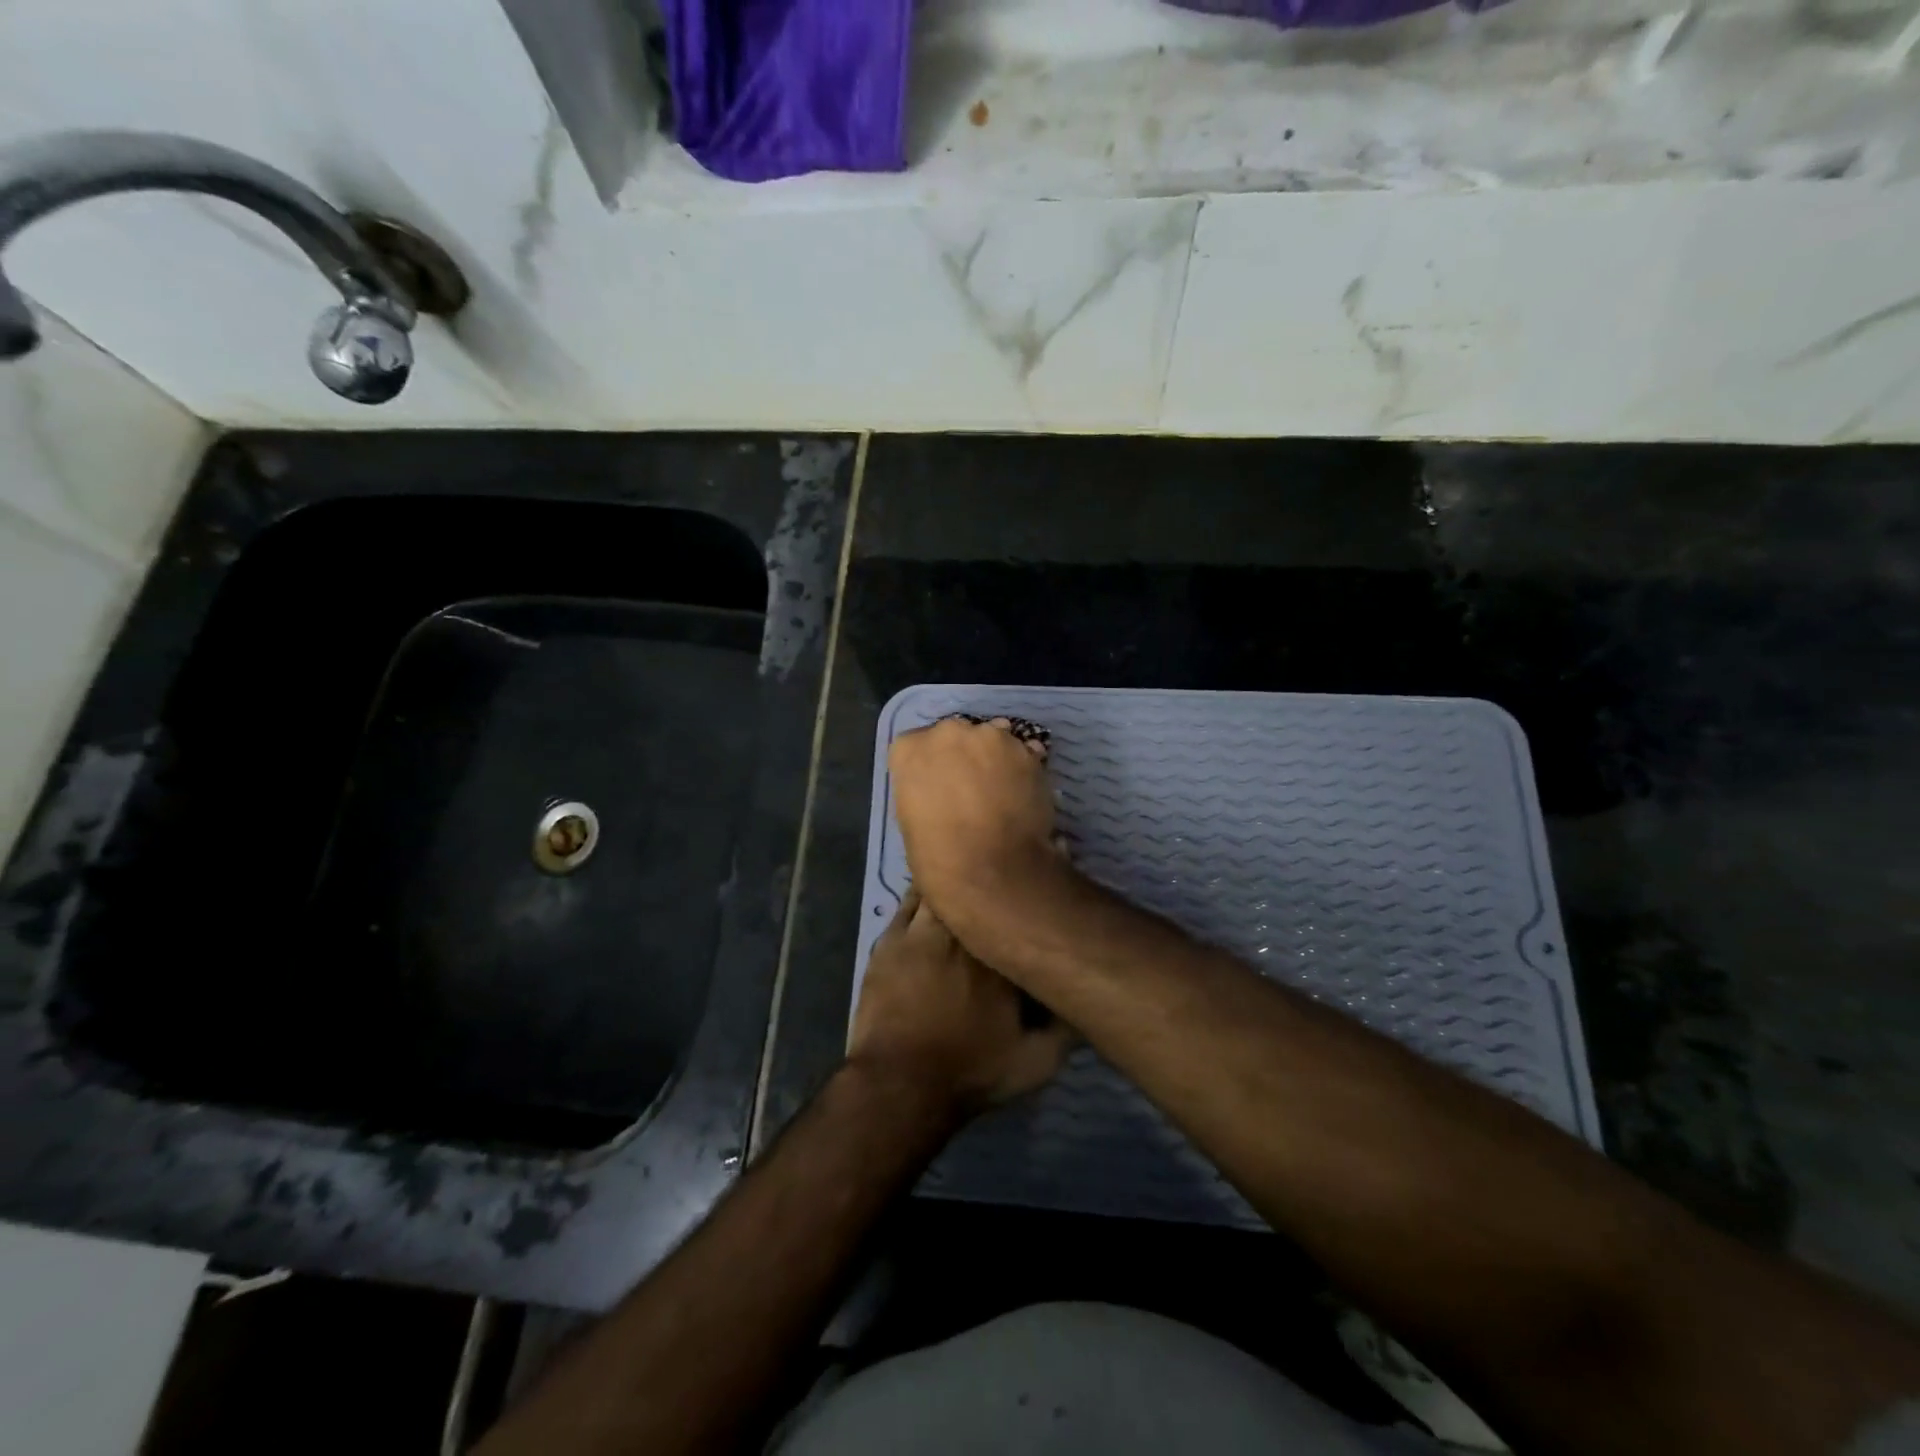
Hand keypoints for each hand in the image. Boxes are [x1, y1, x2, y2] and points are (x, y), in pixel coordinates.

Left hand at [848, 887, 1072, 1118]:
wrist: (901, 1084)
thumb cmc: (971, 1072)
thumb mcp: (1036, 1063)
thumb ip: (1067, 1028)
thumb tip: (1085, 996)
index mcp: (1005, 958)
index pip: (1024, 914)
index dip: (1032, 902)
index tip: (1041, 892)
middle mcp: (967, 934)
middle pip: (983, 893)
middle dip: (995, 882)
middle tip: (1005, 876)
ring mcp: (925, 933)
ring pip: (945, 889)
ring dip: (958, 883)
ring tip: (969, 879)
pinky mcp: (892, 939)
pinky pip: (909, 901)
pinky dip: (922, 891)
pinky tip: (931, 890)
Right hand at [887, 717, 1057, 931]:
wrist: (990, 870)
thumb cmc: (937, 855)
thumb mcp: (910, 818)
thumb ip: (922, 788)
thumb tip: (941, 788)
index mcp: (910, 749)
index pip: (913, 745)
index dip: (927, 765)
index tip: (936, 785)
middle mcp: (948, 732)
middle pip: (954, 735)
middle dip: (961, 755)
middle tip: (970, 787)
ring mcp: (991, 737)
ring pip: (991, 739)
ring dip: (993, 758)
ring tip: (1001, 791)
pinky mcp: (1026, 751)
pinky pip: (1022, 752)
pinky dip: (1021, 767)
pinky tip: (1022, 793)